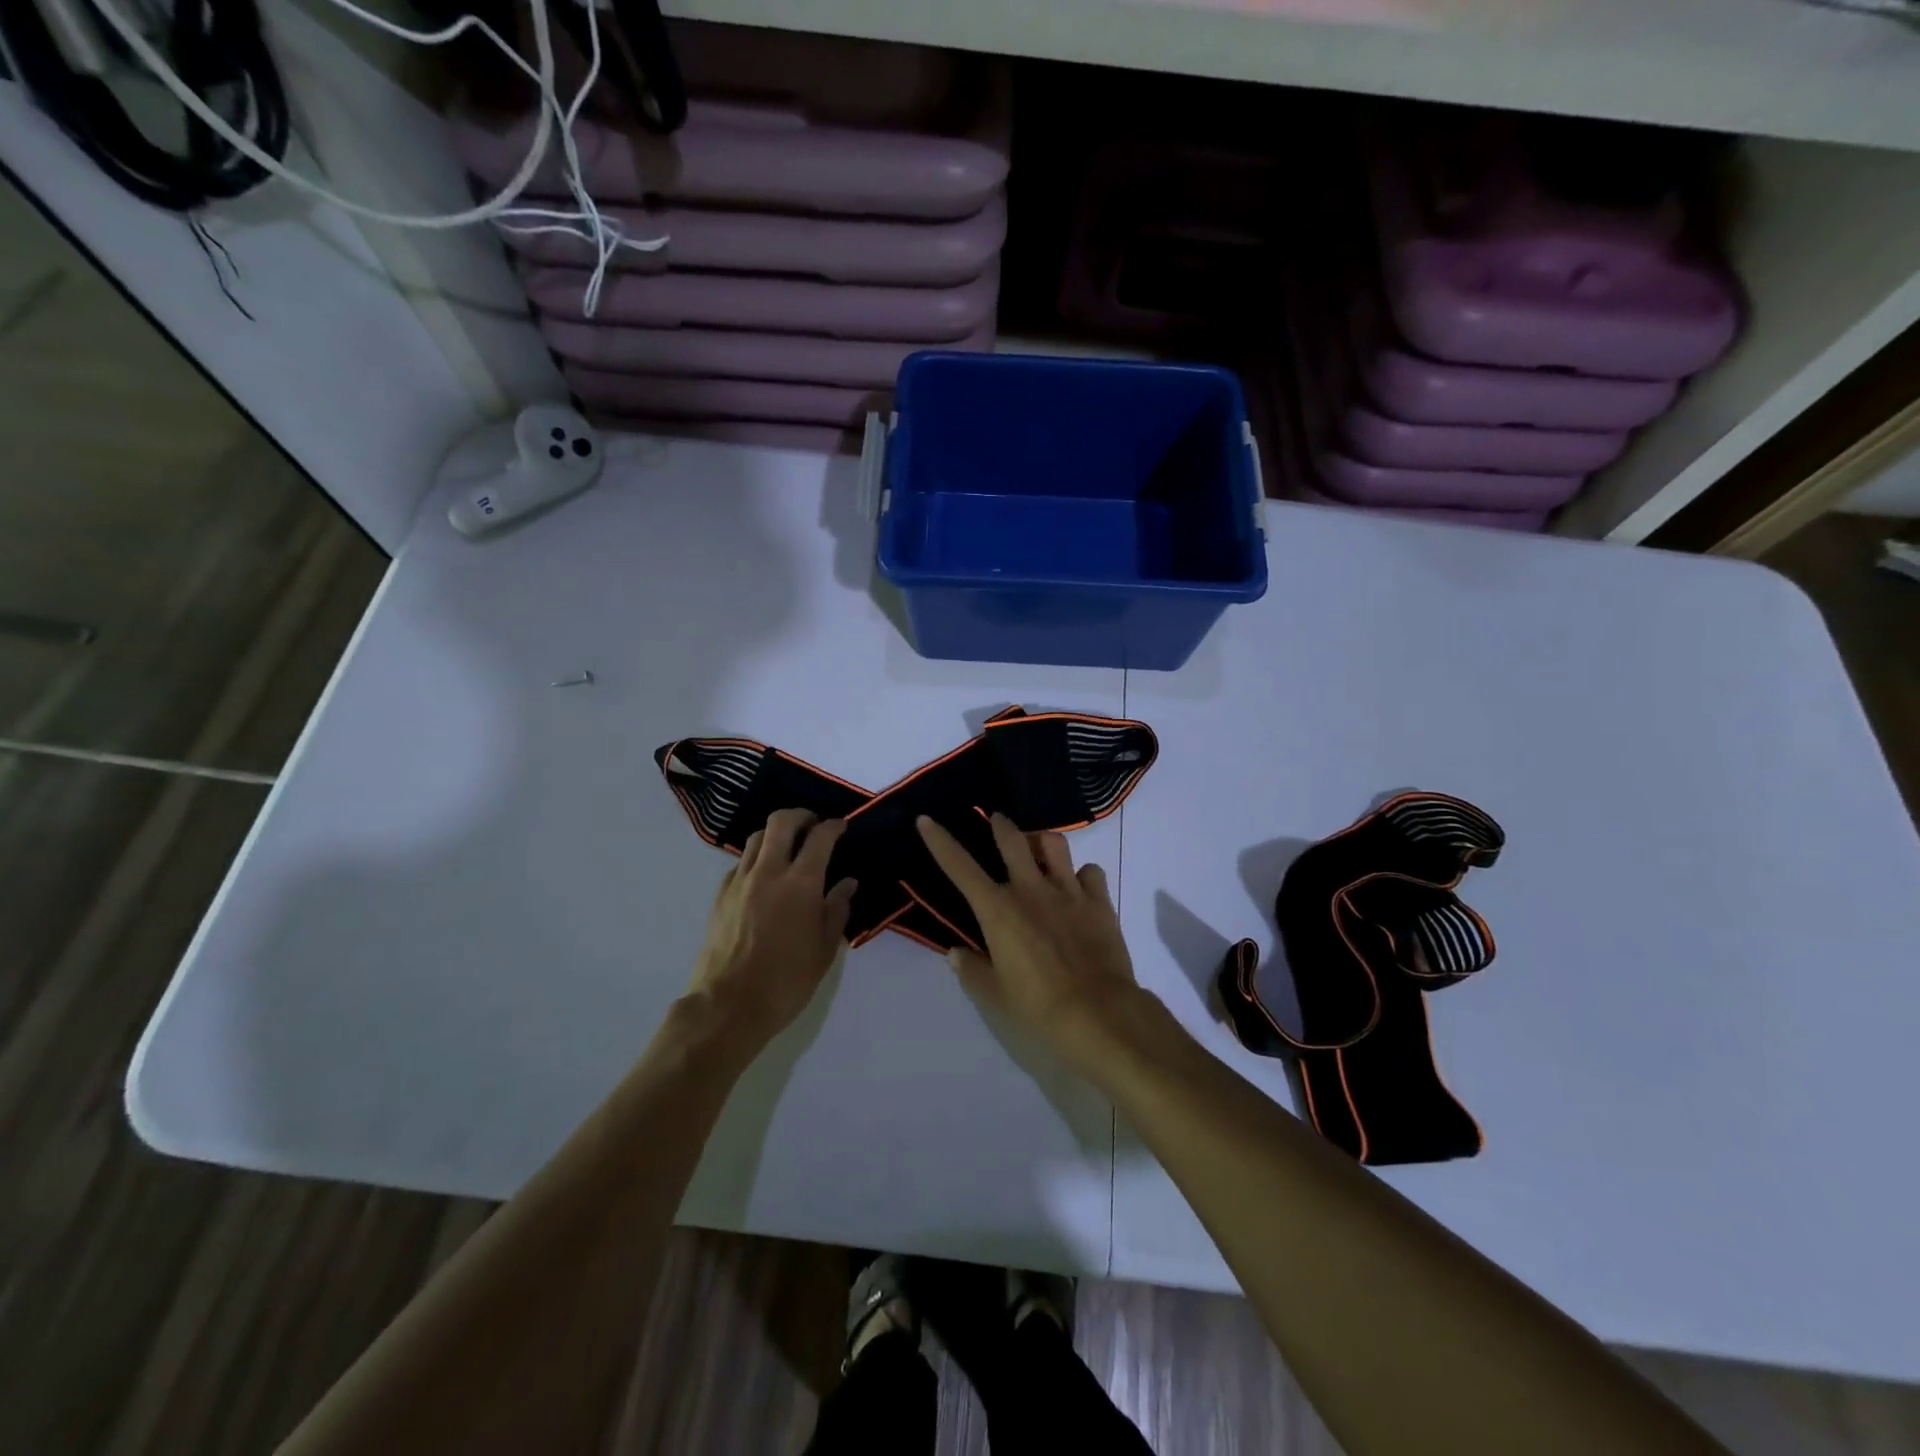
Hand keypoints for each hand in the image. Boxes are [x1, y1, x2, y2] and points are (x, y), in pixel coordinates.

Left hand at [688, 809, 856, 1048]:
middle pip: (781, 822)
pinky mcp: (720, 896)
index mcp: (801, 883)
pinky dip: (756, 859)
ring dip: (776, 834)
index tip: (841, 827)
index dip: (833, 826)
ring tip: (788, 847)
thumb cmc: (786, 981)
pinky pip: (740, 863)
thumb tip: (847, 883)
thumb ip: (837, 910)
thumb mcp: (825, 949)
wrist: (728, 1006)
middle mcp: (769, 872)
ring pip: (756, 838)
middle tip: (813, 825)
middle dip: (801, 816)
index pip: (820, 837)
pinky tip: (764, 878)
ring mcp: (740, 882)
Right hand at [915, 813, 1142, 1075]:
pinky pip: (1090, 872)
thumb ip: (972, 970)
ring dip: (1041, 841)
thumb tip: (955, 953)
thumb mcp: (995, 995)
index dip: (940, 842)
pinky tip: (1079, 886)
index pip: (960, 868)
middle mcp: (1031, 890)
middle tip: (997, 820)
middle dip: (1001, 825)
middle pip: (1013, 840)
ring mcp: (1068, 892)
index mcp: (998, 911)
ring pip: (1054, 844)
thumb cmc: (1039, 1008)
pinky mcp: (1099, 902)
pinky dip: (1082, 874)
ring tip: (1039, 848)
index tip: (927, 820)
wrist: (1100, 1014)